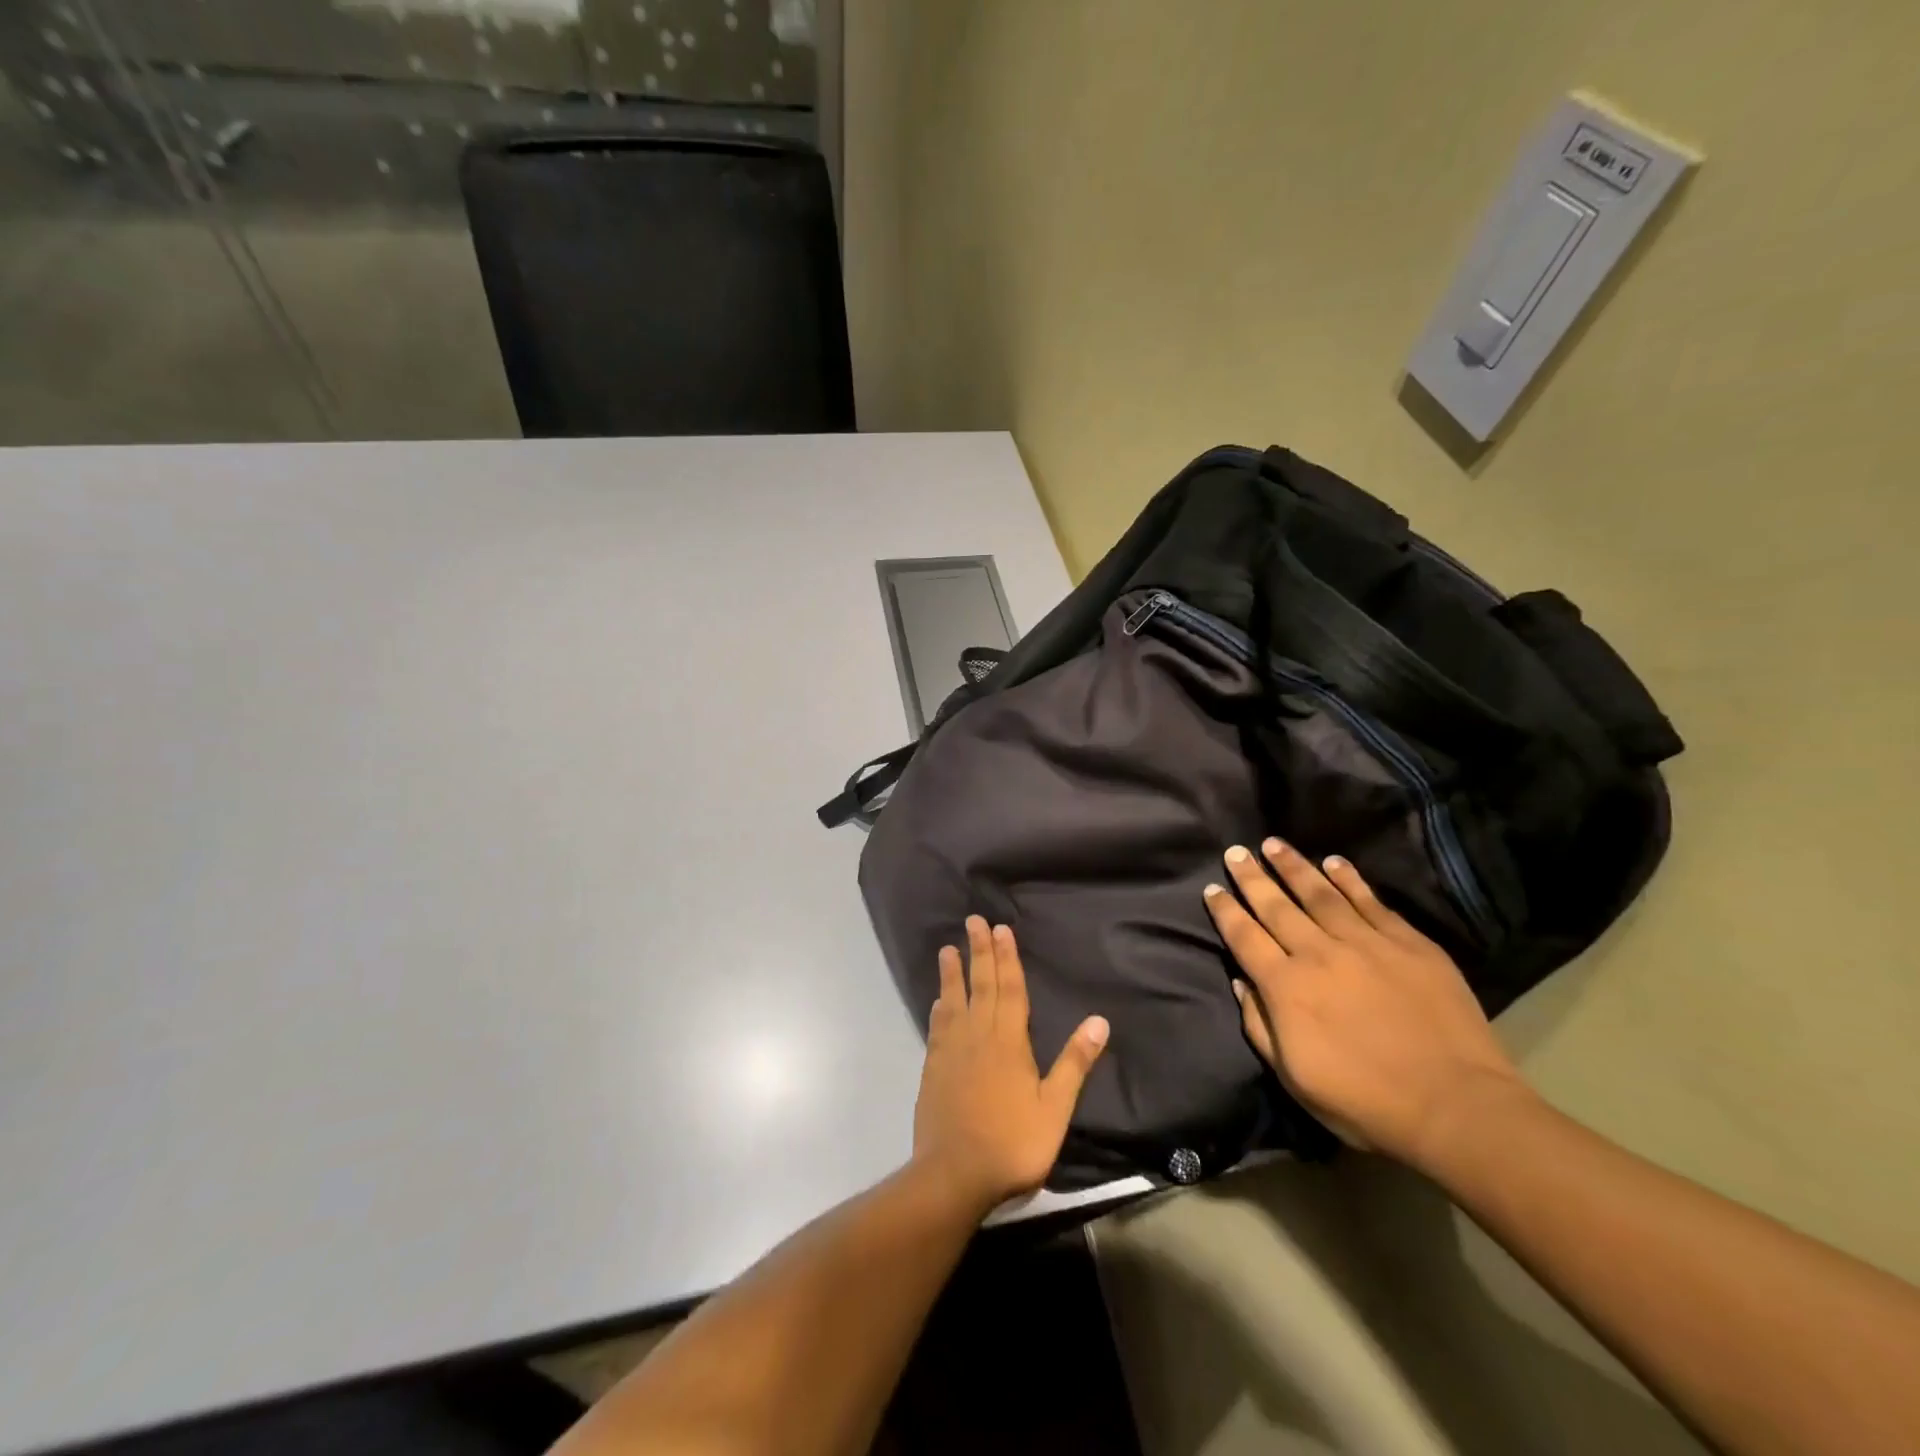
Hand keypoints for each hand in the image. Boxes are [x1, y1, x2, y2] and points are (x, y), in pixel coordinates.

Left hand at [912, 916, 1109, 1214]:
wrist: (954, 1174)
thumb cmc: (1012, 1143)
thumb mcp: (1054, 1108)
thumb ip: (1074, 1063)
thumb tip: (1099, 1020)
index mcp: (1009, 1042)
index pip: (1010, 989)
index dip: (1007, 958)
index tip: (1001, 929)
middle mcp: (978, 1036)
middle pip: (981, 986)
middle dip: (978, 951)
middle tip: (972, 921)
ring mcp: (952, 1051)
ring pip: (954, 1001)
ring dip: (952, 973)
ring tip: (948, 949)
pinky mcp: (933, 1069)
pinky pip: (937, 1027)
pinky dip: (939, 1008)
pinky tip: (938, 1000)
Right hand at [1204, 839, 1529, 1170]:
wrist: (1456, 1107)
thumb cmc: (1366, 1102)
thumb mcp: (1294, 1078)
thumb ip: (1260, 1026)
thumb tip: (1241, 983)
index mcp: (1286, 987)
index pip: (1244, 937)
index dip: (1225, 911)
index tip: (1212, 888)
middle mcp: (1318, 954)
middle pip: (1276, 906)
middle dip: (1251, 877)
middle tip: (1235, 852)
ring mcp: (1366, 944)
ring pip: (1320, 894)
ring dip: (1293, 867)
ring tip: (1274, 844)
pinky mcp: (1409, 944)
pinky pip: (1371, 902)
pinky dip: (1350, 880)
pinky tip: (1334, 862)